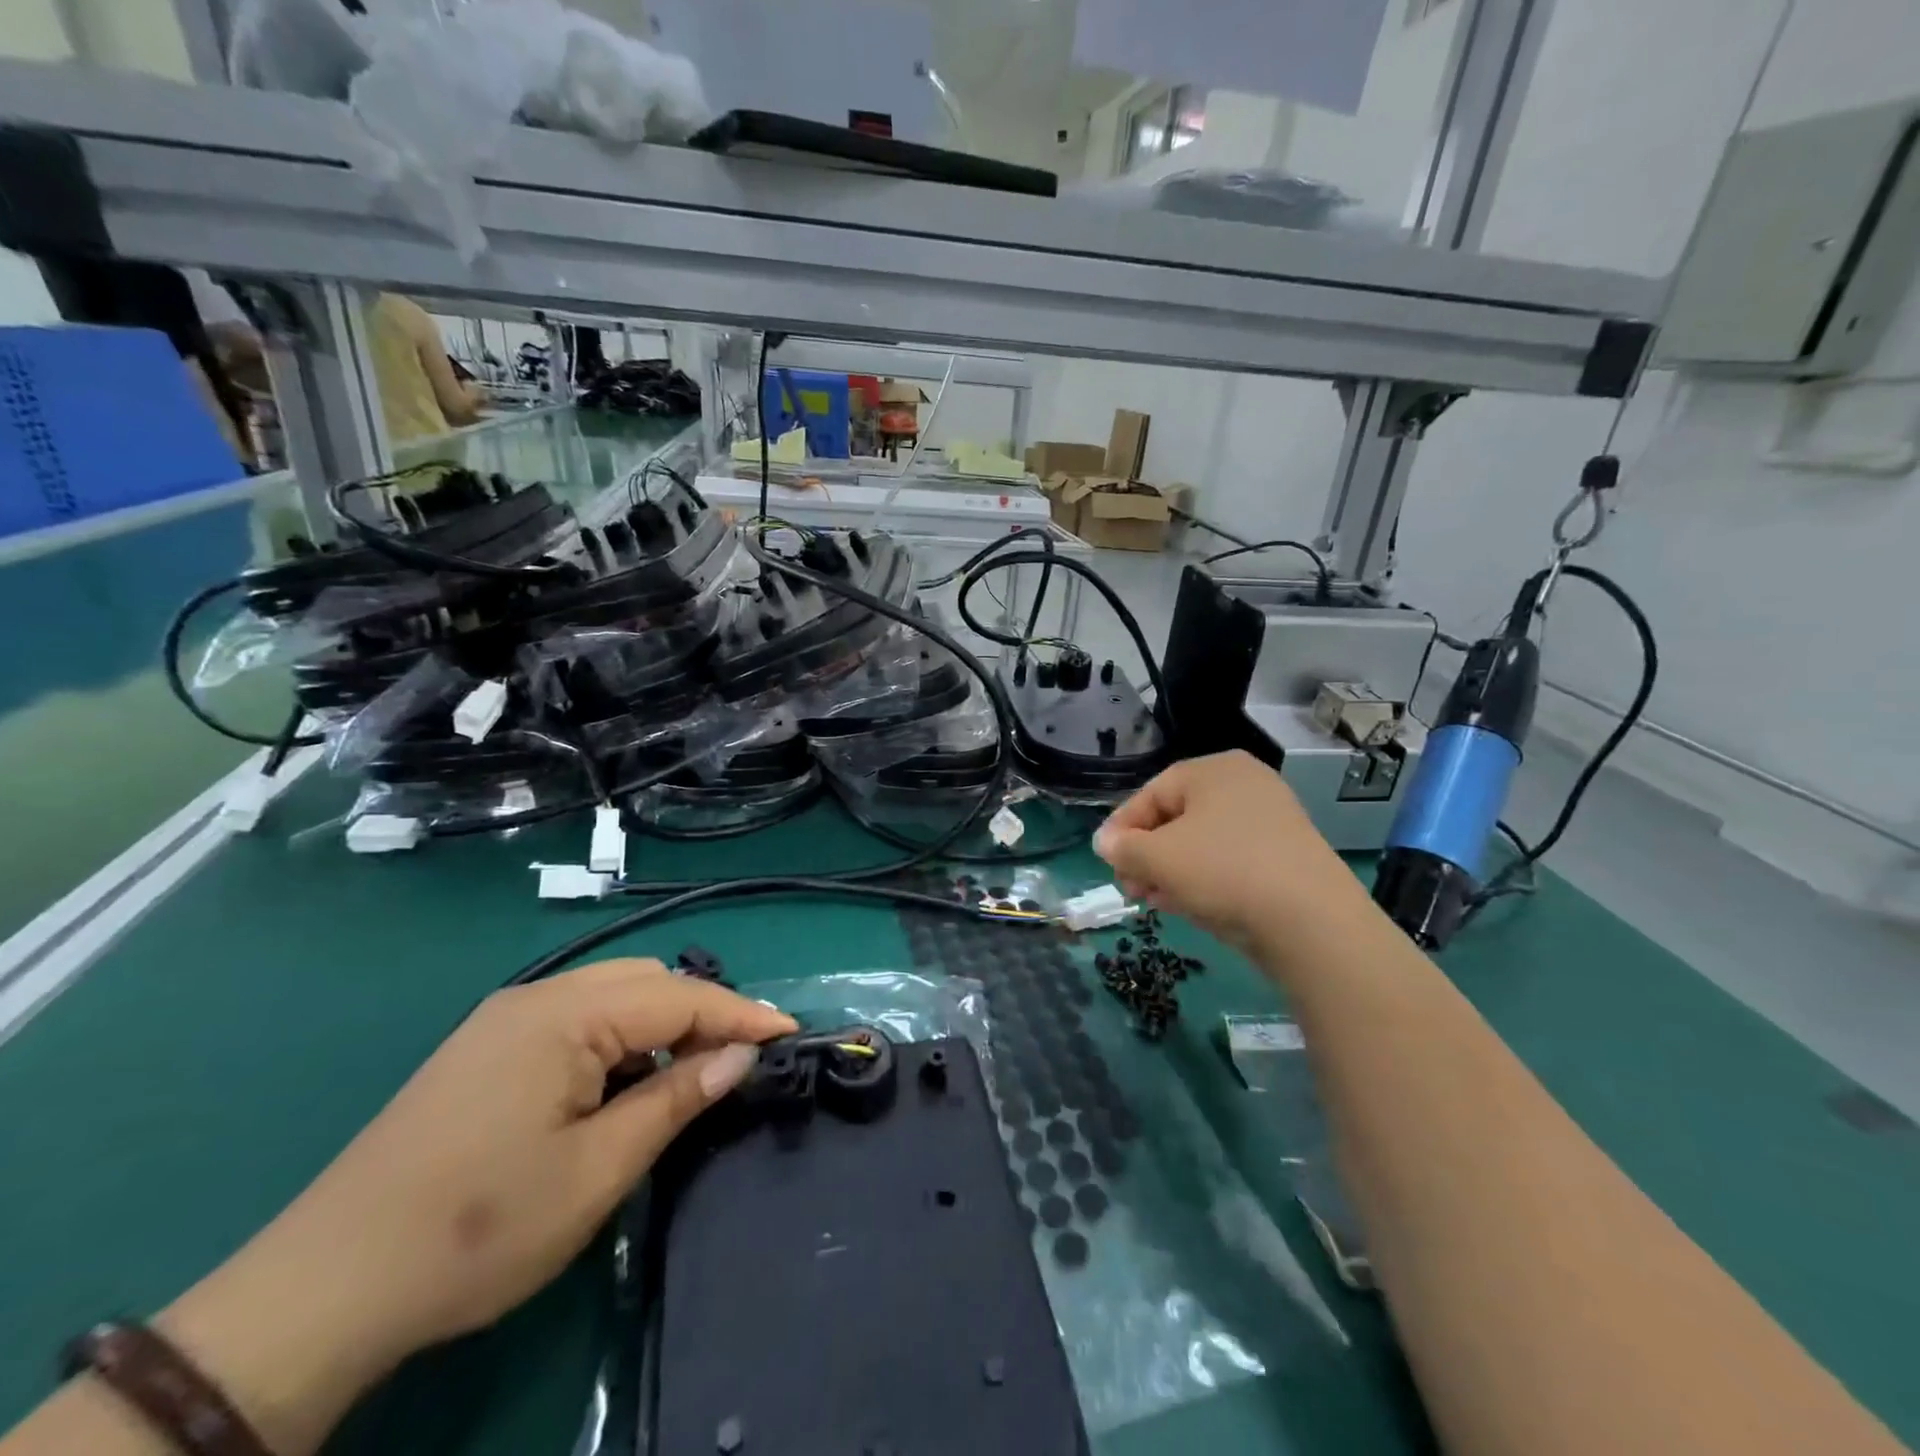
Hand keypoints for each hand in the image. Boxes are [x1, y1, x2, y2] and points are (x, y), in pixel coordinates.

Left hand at [158, 962, 795, 1454]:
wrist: (321, 1290)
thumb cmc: (477, 1229)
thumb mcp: (597, 1170)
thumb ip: (677, 1099)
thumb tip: (740, 1055)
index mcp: (565, 1015)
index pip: (679, 996)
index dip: (741, 1014)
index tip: (791, 1031)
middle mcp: (537, 998)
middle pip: (646, 982)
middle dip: (702, 1012)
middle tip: (740, 1059)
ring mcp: (505, 1019)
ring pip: (611, 996)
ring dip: (660, 1025)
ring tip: (689, 1074)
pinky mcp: (485, 1048)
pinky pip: (576, 1019)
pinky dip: (618, 1039)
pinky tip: (622, 1086)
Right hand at [1094, 751, 1361, 952]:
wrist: (1310, 920)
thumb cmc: (1223, 870)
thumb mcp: (1158, 857)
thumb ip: (1123, 846)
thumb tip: (1104, 842)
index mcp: (1214, 770)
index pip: (1151, 793)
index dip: (1121, 828)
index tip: (1105, 860)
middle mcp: (1245, 785)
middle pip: (1176, 817)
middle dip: (1145, 853)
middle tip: (1128, 885)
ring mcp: (1270, 821)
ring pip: (1201, 842)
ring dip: (1169, 869)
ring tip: (1151, 900)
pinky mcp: (1284, 857)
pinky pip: (1228, 860)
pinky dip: (1201, 878)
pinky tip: (1183, 904)